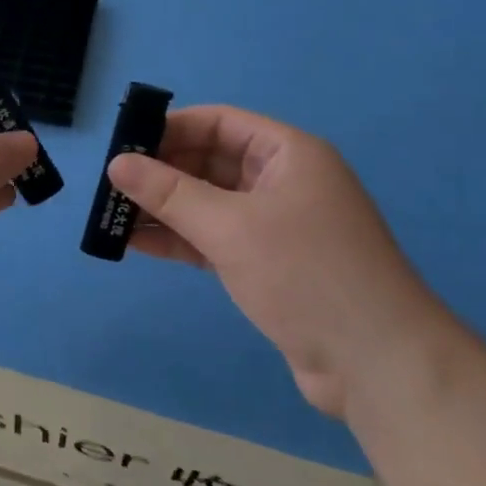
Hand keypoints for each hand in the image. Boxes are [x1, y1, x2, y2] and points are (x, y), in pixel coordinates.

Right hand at [107, 106, 436, 415]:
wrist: (375, 362)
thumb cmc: (305, 274)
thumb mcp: (231, 227)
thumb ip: (170, 193)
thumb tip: (116, 164)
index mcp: (288, 154)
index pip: (219, 123)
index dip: (170, 129)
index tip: (123, 145)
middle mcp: (283, 182)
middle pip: (210, 163)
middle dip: (161, 172)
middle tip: (110, 186)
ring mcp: (275, 226)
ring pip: (208, 204)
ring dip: (164, 208)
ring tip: (111, 215)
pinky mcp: (267, 265)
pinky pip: (213, 239)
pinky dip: (179, 239)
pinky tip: (137, 244)